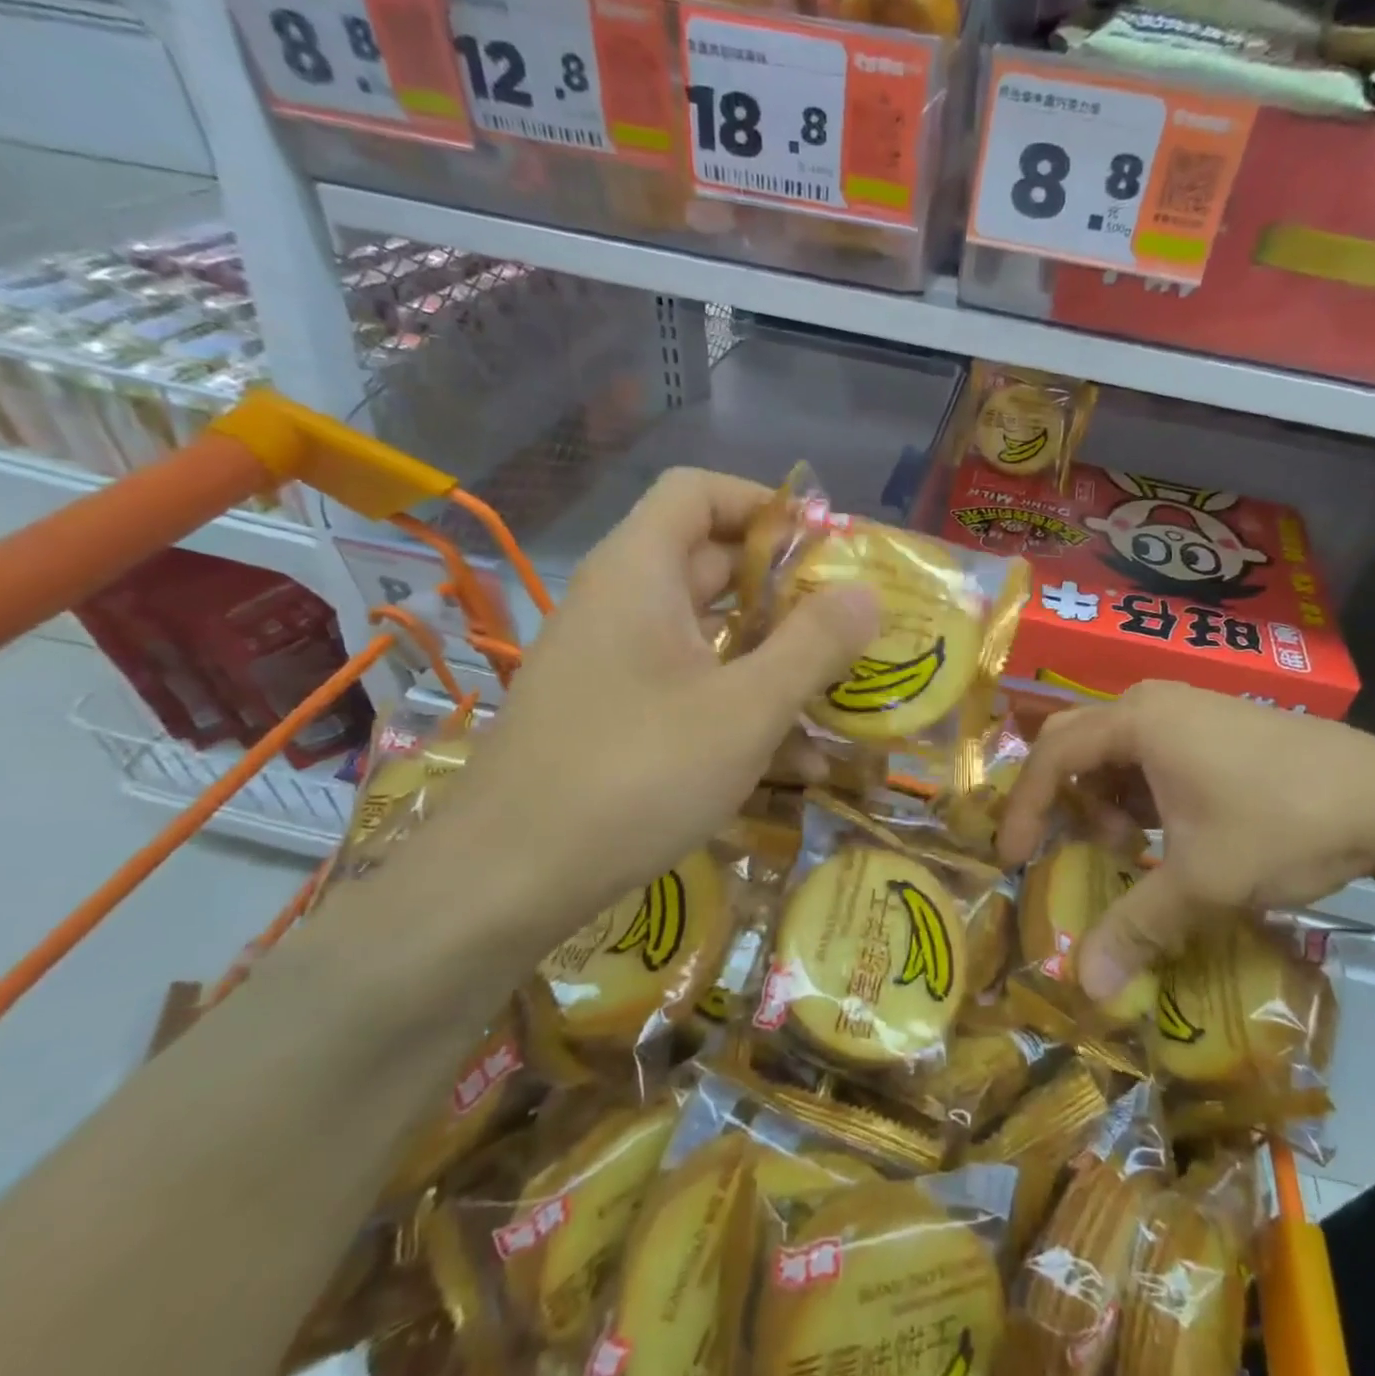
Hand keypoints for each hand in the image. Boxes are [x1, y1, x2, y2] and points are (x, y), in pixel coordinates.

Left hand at [452, 469, 877, 952]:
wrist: (506, 883)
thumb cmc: (635, 775)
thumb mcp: (745, 709)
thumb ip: (814, 645)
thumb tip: (868, 592)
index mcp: (639, 574)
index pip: (698, 492)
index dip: (764, 504)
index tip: (823, 547)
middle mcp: (620, 605)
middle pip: (710, 563)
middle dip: (785, 589)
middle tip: (849, 621)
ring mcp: (612, 663)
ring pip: (705, 634)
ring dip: (770, 654)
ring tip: (836, 688)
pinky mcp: (612, 715)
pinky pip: (686, 685)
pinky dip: (737, 702)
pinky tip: (792, 757)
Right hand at [995, 681, 1374, 1001]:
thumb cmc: (1284, 825)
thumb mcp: (1204, 881)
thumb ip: (1136, 927)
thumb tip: (1083, 987)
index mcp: (1137, 721)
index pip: (1053, 757)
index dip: (1025, 808)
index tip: (1012, 856)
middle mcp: (1153, 701)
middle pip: (1077, 743)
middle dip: (1064, 798)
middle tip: (1069, 846)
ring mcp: (1188, 706)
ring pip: (1115, 748)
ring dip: (1107, 797)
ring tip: (1132, 845)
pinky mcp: (1216, 721)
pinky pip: (1151, 749)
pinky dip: (1142, 789)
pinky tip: (1171, 828)